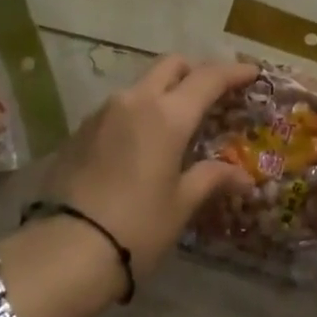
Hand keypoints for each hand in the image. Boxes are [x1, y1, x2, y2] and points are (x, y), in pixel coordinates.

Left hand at [42, 55, 257, 279]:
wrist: (65, 250)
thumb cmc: (136, 227)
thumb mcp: (180, 205)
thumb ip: (211, 179)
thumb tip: (242, 176)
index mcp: (168, 115)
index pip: (208, 78)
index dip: (233, 72)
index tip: (252, 72)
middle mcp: (135, 100)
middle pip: (171, 65)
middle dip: (195, 71)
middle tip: (213, 92)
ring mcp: (104, 112)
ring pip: (142, 84)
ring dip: (164, 91)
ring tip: (177, 121)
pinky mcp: (81, 129)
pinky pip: (120, 107)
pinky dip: (139, 112)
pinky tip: (142, 141)